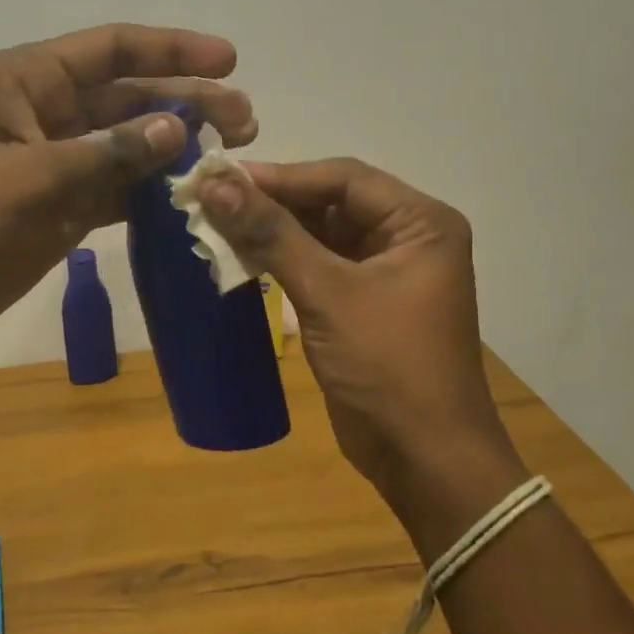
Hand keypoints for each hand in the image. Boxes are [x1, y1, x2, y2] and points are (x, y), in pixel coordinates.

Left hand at [0, 24, 255, 329]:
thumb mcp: (28, 177)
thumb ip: (105, 153)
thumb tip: (177, 128)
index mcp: (30, 81)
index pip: (113, 51)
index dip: (173, 50)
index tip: (228, 60)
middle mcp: (49, 113)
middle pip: (132, 97)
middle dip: (189, 104)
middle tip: (245, 123)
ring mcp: (59, 162)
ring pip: (131, 146)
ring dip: (177, 150)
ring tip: (231, 159)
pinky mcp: (63, 206)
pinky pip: (119, 190)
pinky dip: (152, 193)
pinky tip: (191, 198)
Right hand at [196, 158, 514, 507]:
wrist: (423, 457)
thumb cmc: (387, 366)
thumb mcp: (328, 293)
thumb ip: (272, 235)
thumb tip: (215, 186)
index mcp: (420, 223)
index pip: (344, 179)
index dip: (282, 176)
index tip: (221, 179)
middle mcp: (407, 239)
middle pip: (331, 205)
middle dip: (273, 205)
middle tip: (210, 203)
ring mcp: (384, 275)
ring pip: (320, 238)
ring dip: (272, 235)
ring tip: (215, 228)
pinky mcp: (361, 307)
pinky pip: (317, 271)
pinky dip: (281, 265)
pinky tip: (240, 261)